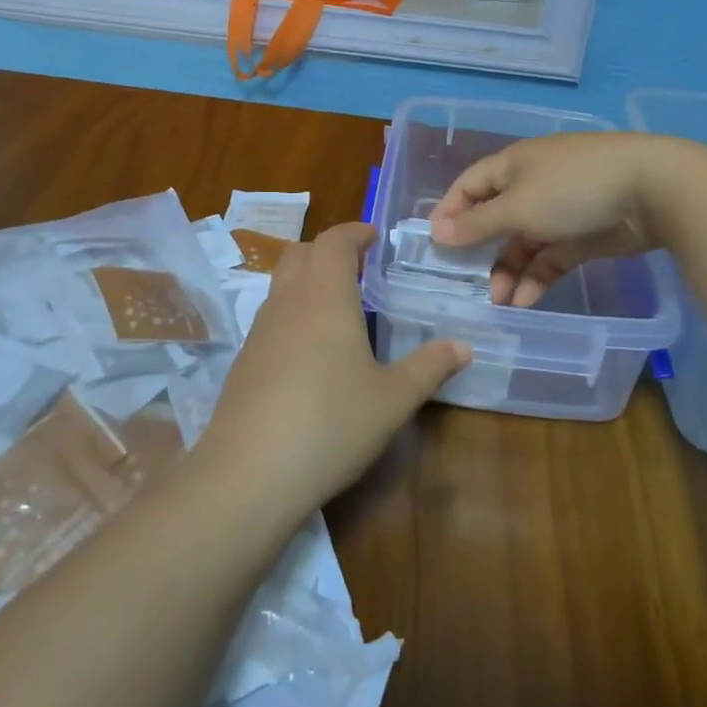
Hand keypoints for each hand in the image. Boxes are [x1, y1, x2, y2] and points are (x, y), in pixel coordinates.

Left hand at [196, 222, 470, 522]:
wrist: (250, 473)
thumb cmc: (332, 423)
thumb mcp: (393, 399)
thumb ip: (429, 367)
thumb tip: (463, 346)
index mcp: (325, 296)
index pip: (334, 241)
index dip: (354, 233)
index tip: (374, 237)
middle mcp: (287, 302)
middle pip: (300, 253)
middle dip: (327, 251)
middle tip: (358, 268)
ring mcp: (259, 331)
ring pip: (280, 284)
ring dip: (307, 280)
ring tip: (338, 307)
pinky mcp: (244, 361)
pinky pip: (270, 317)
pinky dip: (292, 313)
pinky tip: (311, 352)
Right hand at [429, 133, 687, 306]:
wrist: (655, 189)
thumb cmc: (573, 188)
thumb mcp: (519, 207)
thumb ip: (478, 224)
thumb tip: (438, 233)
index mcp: (513, 166)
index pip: (470, 185)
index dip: (450, 211)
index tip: (435, 245)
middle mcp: (533, 185)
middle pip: (496, 218)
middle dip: (481, 251)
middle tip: (467, 283)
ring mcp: (561, 210)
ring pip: (524, 243)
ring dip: (509, 271)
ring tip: (500, 302)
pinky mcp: (586, 234)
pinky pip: (552, 256)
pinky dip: (537, 277)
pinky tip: (525, 301)